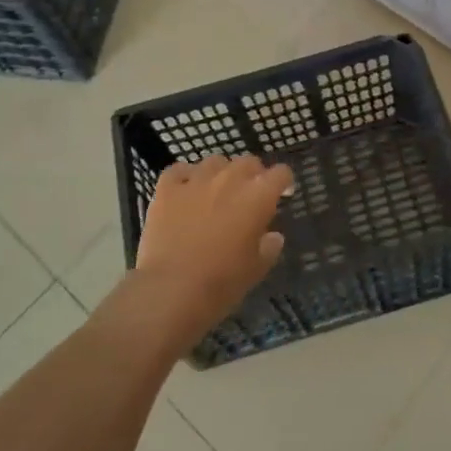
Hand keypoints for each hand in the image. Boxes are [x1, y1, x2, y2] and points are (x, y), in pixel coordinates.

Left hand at [129, 154, 293, 345]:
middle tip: (249, 195)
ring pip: (214, 162)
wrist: (172, 289)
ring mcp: (196, 180)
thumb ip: (269, 247)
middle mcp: (230, 179)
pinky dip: (185, 176)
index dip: (283, 181)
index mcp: (258, 196)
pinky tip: (185, 189)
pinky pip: (179, 170)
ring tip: (216, 191)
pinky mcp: (167, 188)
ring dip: (220, 173)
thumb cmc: (222, 282)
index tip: (282, 193)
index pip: (280, 173)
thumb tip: (273, 236)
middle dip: (253, 174)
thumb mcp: (256, 269)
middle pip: (248, 162)